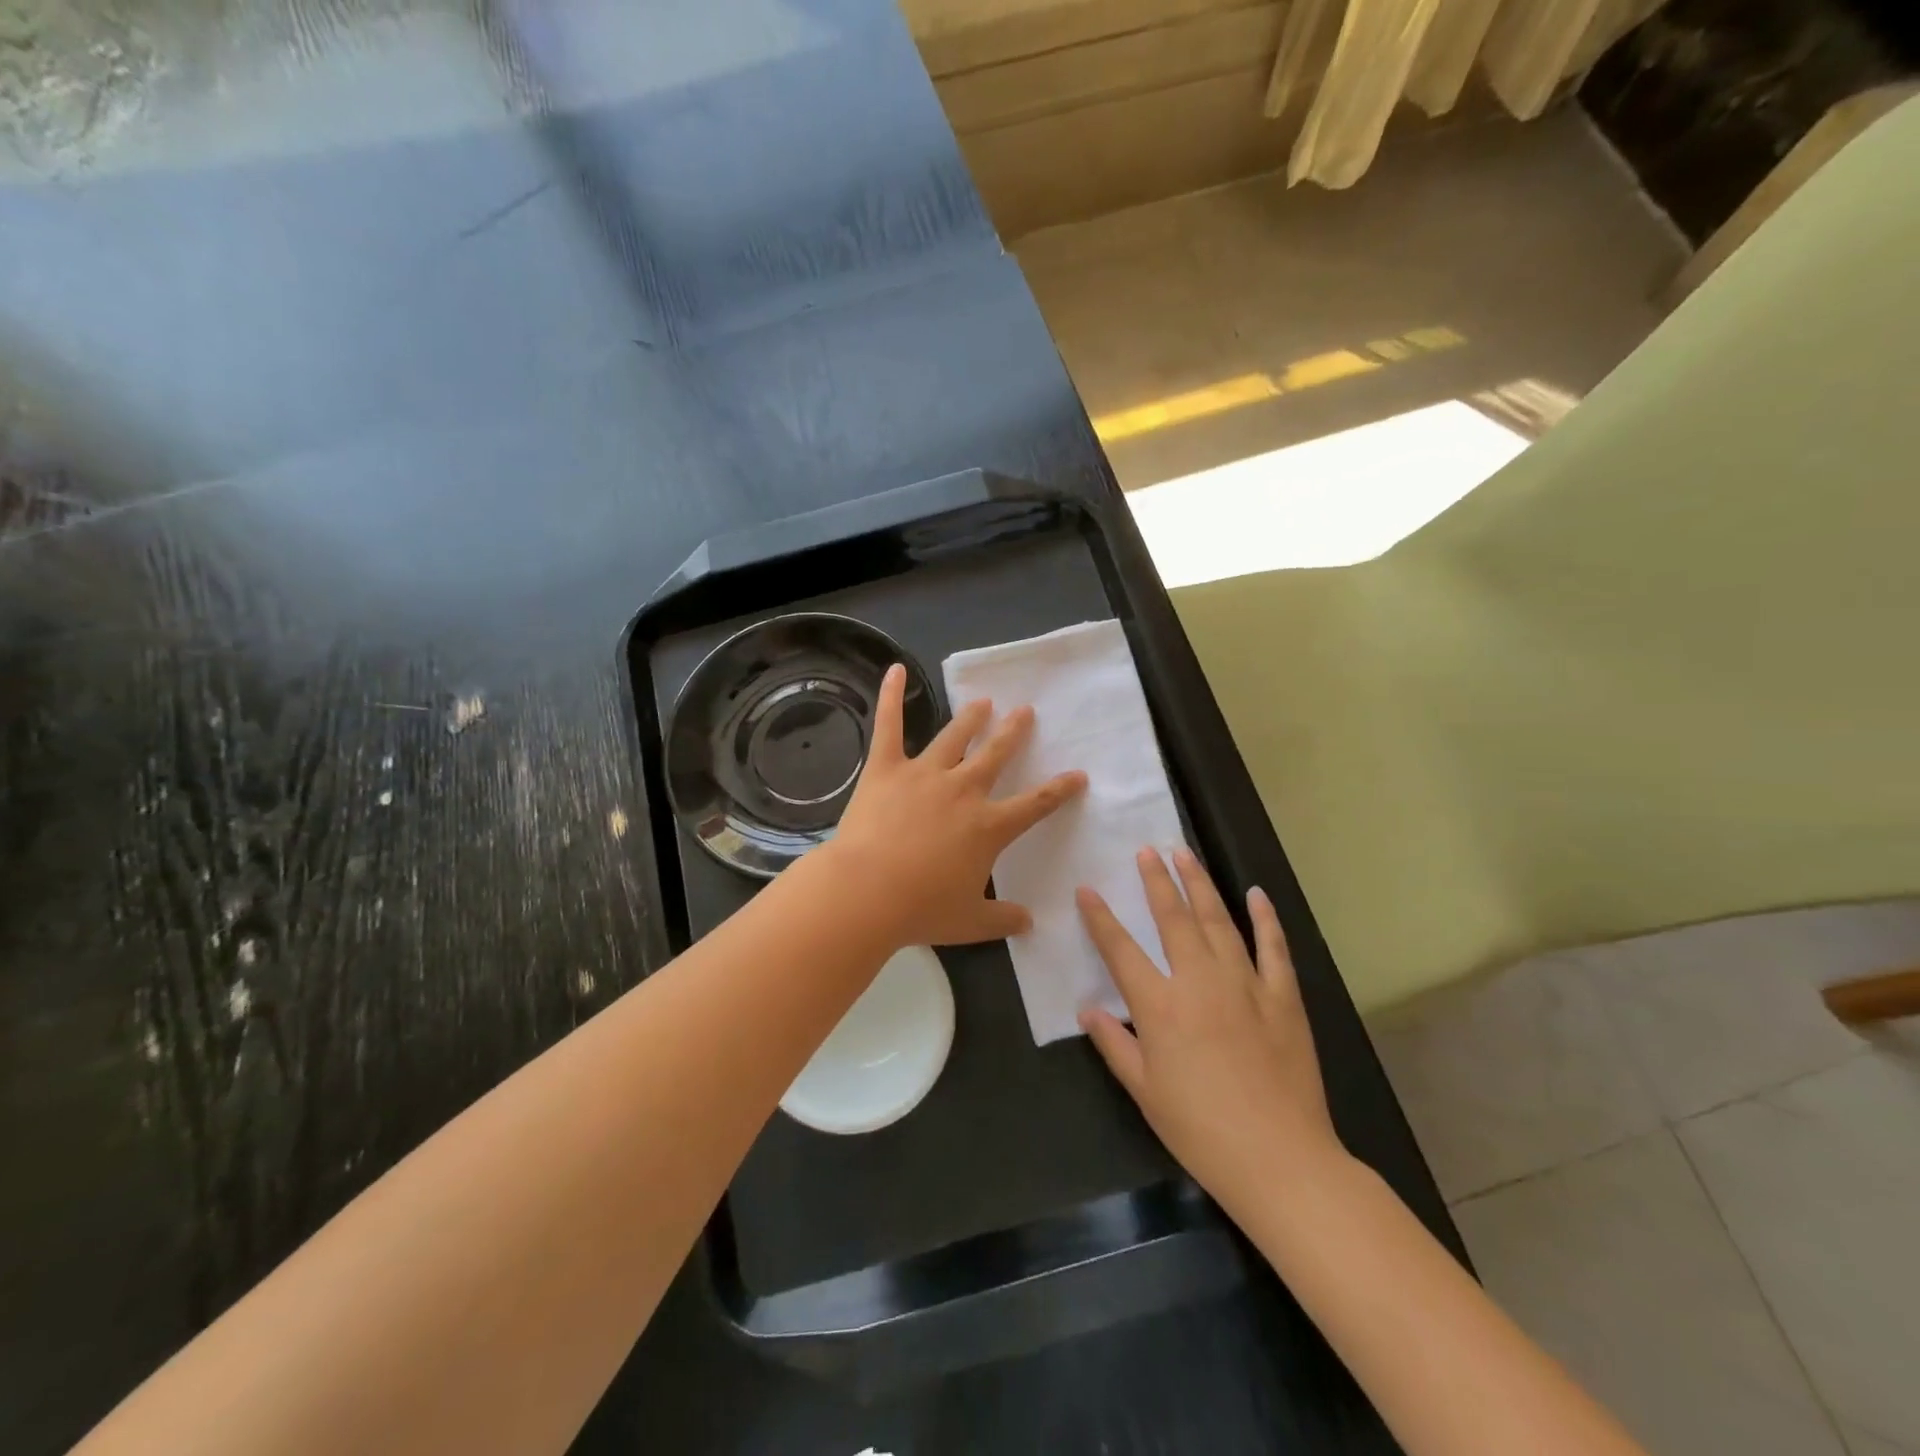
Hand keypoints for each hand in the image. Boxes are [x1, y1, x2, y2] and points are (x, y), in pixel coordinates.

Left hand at [826, 664, 1086, 948]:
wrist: (866, 892)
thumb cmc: (921, 909)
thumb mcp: (969, 922)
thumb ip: (1002, 919)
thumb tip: (1028, 922)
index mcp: (988, 826)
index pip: (1035, 805)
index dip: (1059, 789)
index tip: (1078, 775)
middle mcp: (963, 791)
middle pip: (996, 755)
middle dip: (1013, 733)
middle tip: (1025, 712)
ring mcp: (924, 774)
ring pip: (954, 737)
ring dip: (971, 717)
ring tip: (983, 702)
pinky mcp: (886, 768)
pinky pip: (889, 726)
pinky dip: (890, 697)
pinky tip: (894, 670)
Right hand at [1076, 848, 1345, 1207]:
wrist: (1280, 1159)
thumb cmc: (1201, 1130)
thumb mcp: (1145, 1092)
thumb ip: (1114, 1044)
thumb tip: (1087, 1009)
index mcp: (1160, 1006)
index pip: (1120, 950)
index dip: (1100, 918)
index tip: (1087, 890)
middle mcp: (1199, 981)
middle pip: (1173, 919)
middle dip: (1156, 881)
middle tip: (1147, 850)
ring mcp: (1245, 984)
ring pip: (1218, 921)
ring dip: (1200, 884)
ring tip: (1185, 854)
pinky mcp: (1283, 997)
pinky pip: (1273, 947)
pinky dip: (1265, 918)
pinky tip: (1255, 894)